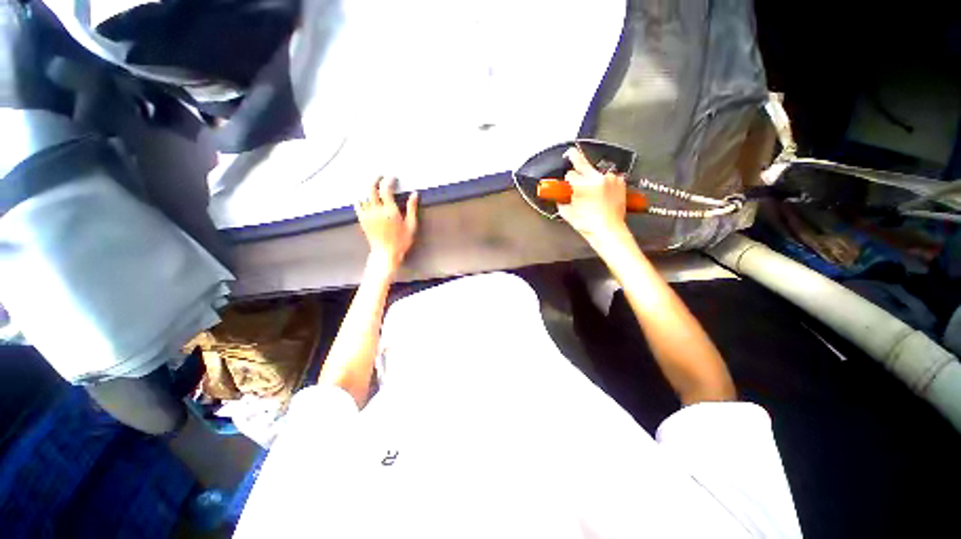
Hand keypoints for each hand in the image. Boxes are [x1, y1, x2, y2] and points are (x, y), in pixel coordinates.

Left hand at [354, 177, 418, 276]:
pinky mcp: (362, 220)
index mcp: (390, 211)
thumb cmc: (401, 241)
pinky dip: (360, 199)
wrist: (386, 253)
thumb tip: (414, 194)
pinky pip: (358, 205)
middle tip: (380, 176)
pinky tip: (364, 198)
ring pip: (364, 195)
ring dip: (369, 189)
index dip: (388, 181)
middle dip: (376, 180)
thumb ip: (412, 208)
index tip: (392, 178)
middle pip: (372, 188)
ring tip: (374, 187)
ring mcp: (368, 215)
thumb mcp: (411, 225)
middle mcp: (377, 210)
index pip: (386, 189)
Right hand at [557, 147, 629, 246]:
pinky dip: (605, 183)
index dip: (567, 180)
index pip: (570, 174)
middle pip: (583, 162)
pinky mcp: (620, 183)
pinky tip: (602, 193)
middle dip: (574, 157)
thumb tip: (561, 199)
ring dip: (592, 179)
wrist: (609, 231)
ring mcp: (610, 179)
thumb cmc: (589, 224)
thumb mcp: (568, 214)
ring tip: (592, 192)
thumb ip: (562, 202)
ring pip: (596, 172)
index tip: (566, 181)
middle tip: (570, 153)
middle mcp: (597, 178)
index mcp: (582, 185)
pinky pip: (609, 178)